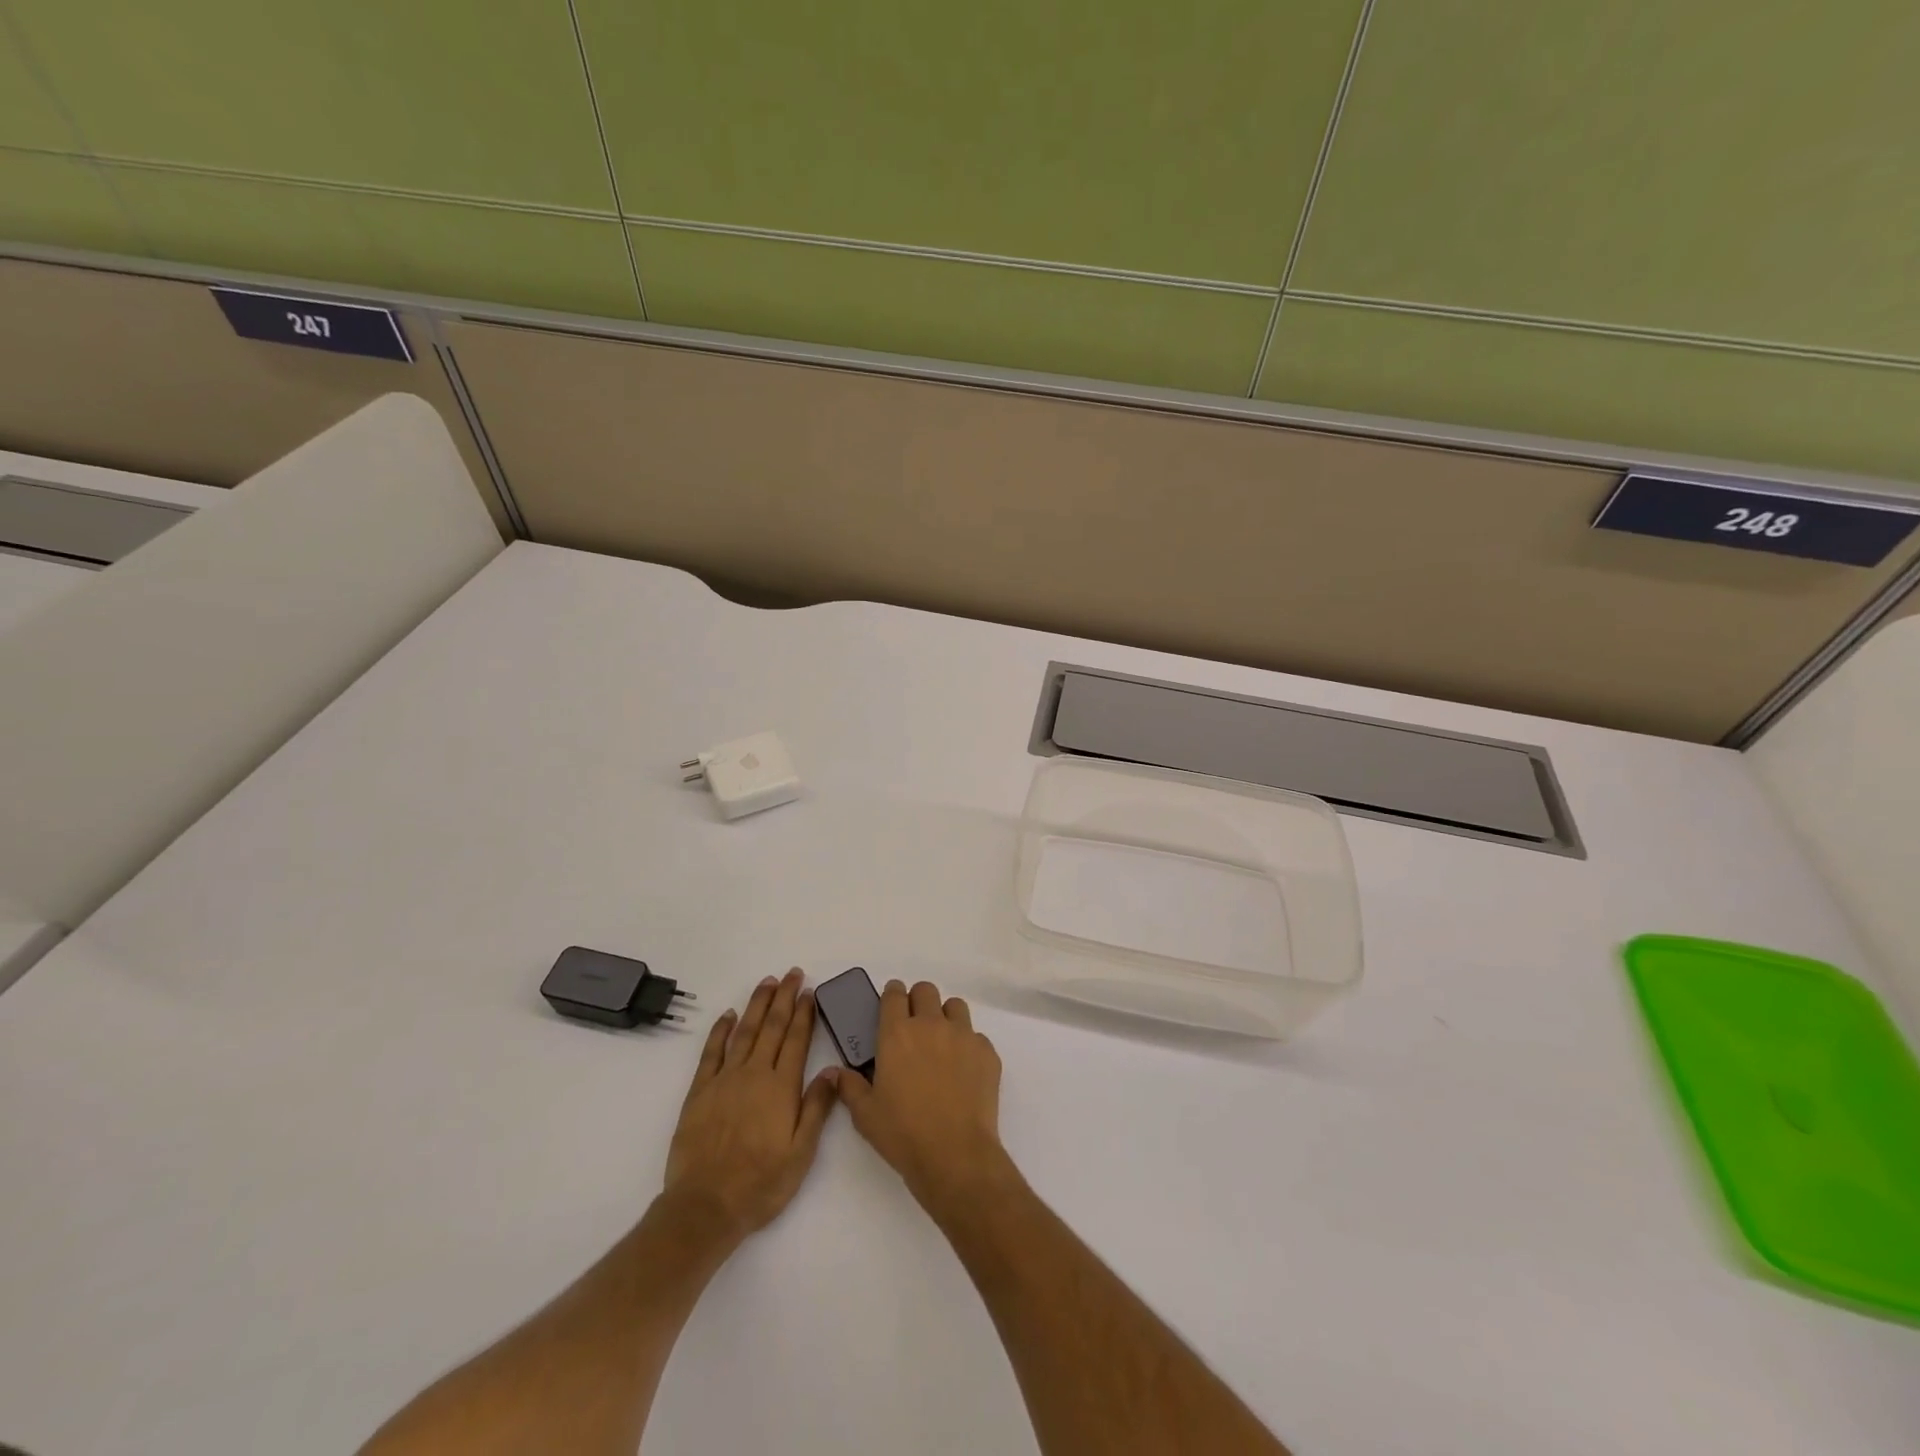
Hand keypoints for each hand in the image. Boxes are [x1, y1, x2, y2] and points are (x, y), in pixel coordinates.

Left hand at [663, 969, 836, 1242]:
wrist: (705, 1206)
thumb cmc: (761, 1184)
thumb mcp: (801, 1153)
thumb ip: (817, 1108)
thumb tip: (833, 1070)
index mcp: (781, 1087)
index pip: (796, 1039)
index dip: (804, 1013)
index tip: (809, 991)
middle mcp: (754, 1074)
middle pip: (772, 1027)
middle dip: (784, 997)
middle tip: (792, 974)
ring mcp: (725, 1080)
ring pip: (744, 1031)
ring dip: (757, 1004)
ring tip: (767, 982)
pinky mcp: (700, 1092)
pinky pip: (712, 1052)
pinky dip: (720, 1030)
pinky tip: (728, 1015)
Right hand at [831, 979, 1012, 1218]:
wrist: (956, 1155)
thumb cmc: (903, 1133)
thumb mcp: (865, 1114)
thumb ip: (849, 1086)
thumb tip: (834, 1071)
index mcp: (897, 1033)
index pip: (894, 994)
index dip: (892, 995)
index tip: (891, 1006)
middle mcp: (931, 1024)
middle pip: (926, 990)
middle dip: (918, 1001)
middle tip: (915, 1027)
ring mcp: (963, 1035)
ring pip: (955, 1006)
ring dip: (946, 1017)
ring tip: (942, 1044)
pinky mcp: (987, 1051)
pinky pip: (976, 1036)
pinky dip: (968, 1047)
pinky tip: (964, 1072)